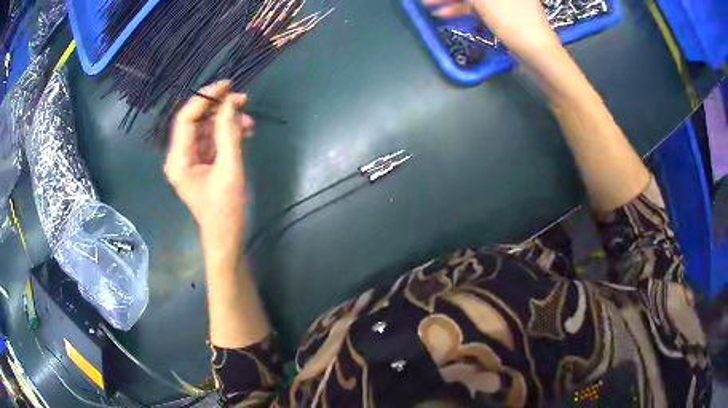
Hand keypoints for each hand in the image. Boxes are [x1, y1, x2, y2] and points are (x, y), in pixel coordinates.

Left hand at [164, 80, 254, 248]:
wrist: (225, 238)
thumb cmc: (225, 210)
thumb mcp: (229, 169)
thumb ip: (228, 133)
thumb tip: (231, 103)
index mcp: (178, 159)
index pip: (186, 118)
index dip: (205, 98)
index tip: (227, 85)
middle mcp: (180, 156)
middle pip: (196, 121)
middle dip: (219, 108)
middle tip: (243, 100)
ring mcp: (190, 160)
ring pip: (206, 129)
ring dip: (226, 121)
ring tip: (249, 121)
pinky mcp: (201, 164)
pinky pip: (212, 140)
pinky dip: (227, 134)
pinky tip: (244, 132)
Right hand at [424, 0, 559, 59]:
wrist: (539, 56)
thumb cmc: (513, 22)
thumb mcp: (484, 1)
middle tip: (427, 2)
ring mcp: (507, 5)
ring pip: (474, 0)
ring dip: (453, 4)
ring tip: (431, 10)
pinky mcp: (505, 18)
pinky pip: (480, 10)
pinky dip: (464, 12)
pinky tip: (447, 16)